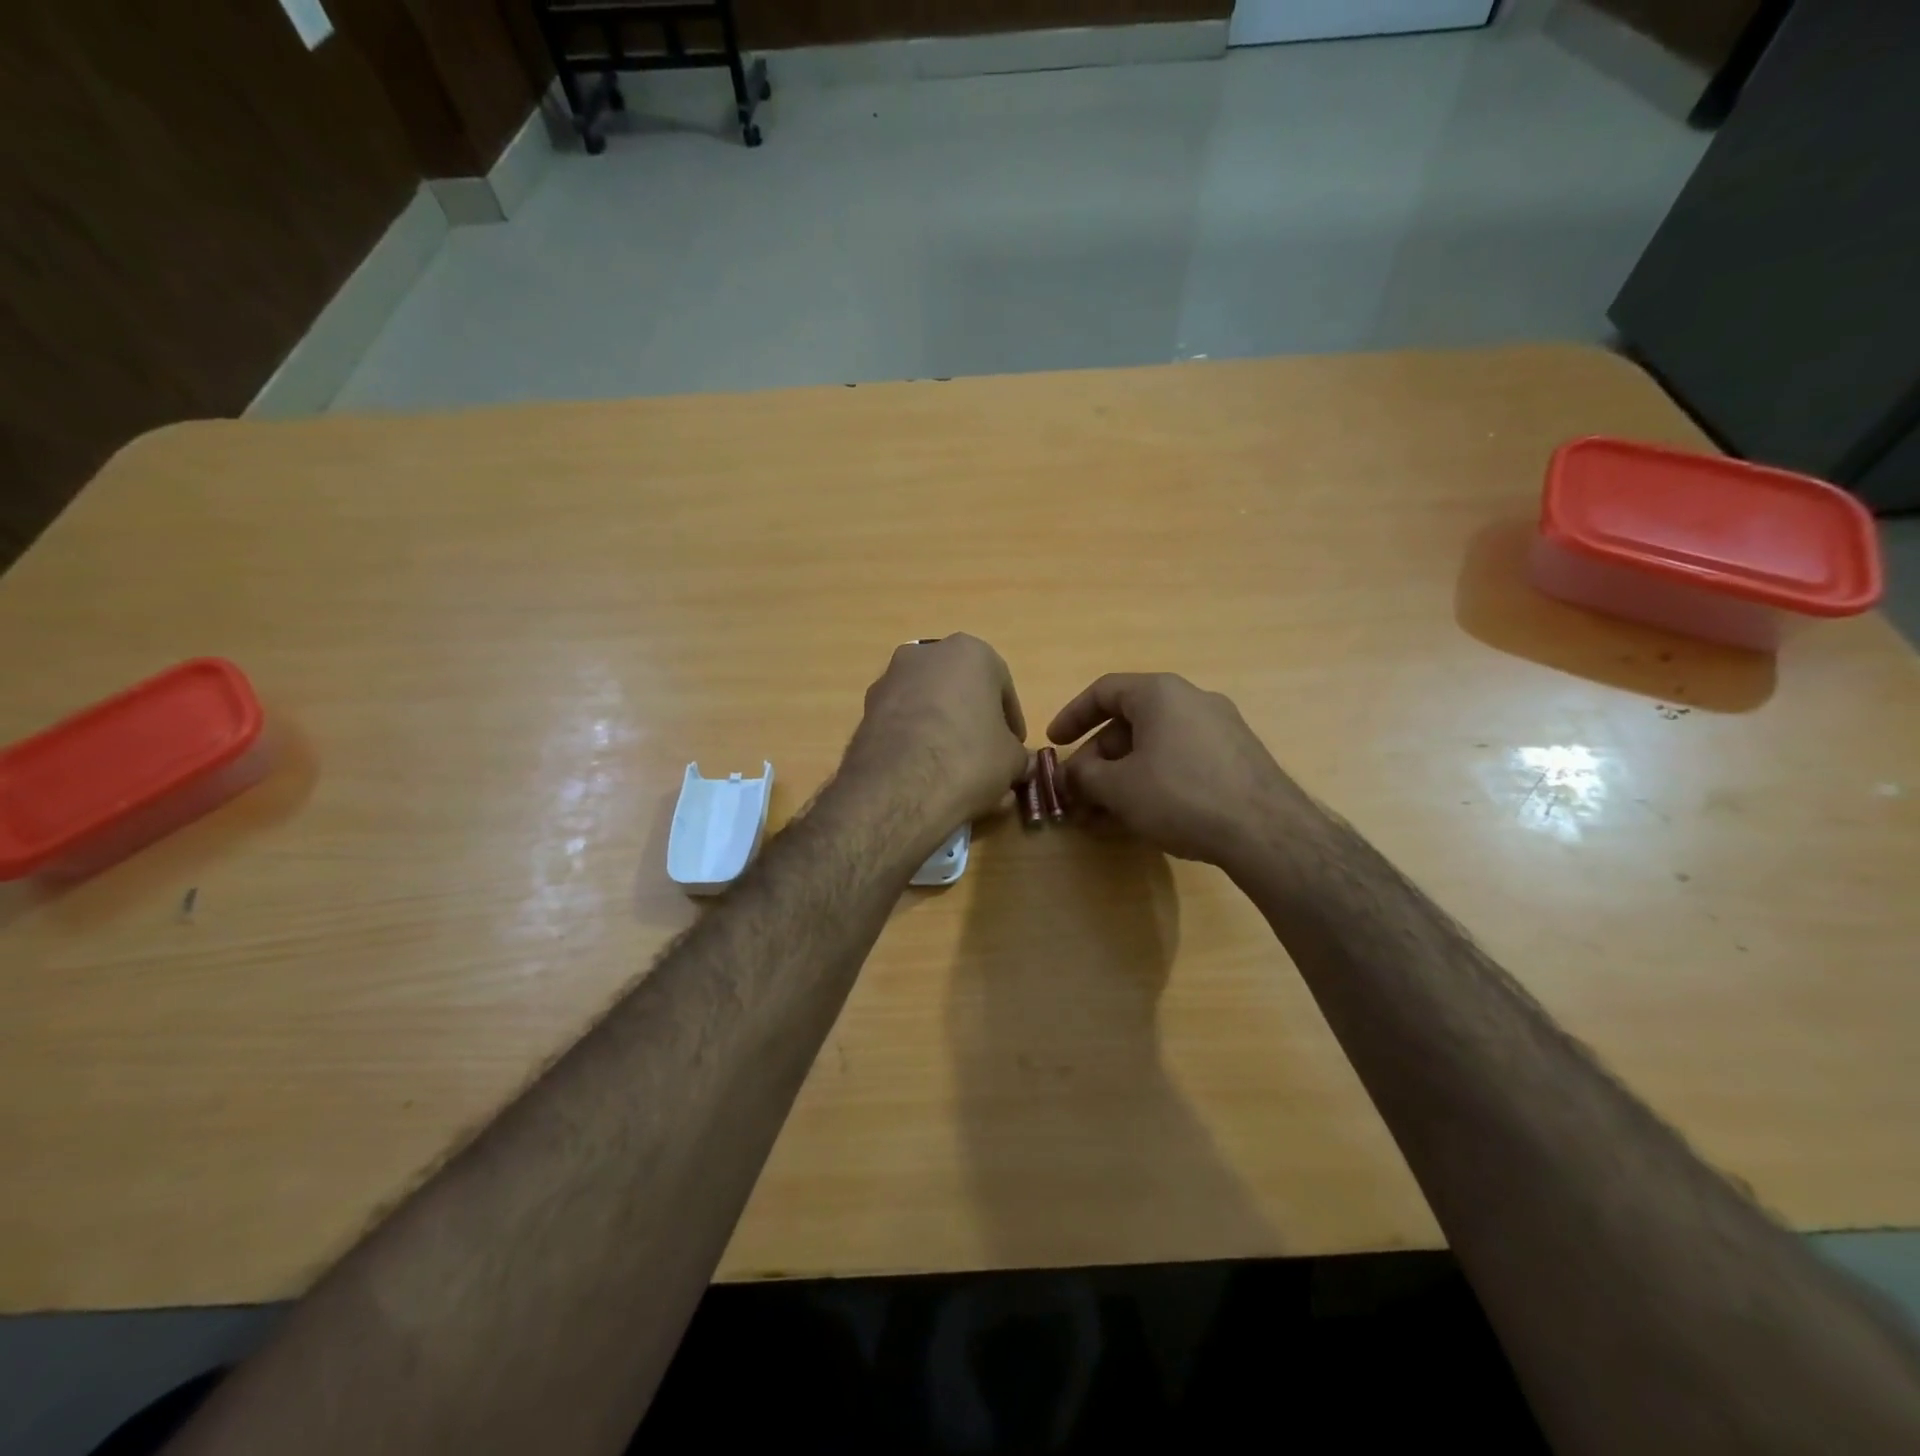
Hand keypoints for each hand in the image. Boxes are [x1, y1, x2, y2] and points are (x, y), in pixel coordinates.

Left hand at [841, 635, 1029, 835]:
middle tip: (984, 755)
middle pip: (960, 690)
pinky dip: (915, 740)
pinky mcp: (866, 709)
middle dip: (973, 720)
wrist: (899, 787)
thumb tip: (1016, 763)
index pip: (1002, 687)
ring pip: (928, 704)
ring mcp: (890, 679)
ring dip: (942, 729)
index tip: (1013, 747)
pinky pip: (903, 722)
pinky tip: (924, 773)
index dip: (1010, 721)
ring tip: (953, 769)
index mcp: (971, 652)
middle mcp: (926, 654)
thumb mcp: (1011, 761)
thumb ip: (1017, 754)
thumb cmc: (969, 758)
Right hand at [1048, 673, 1314, 871]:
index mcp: (1160, 693)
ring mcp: (1220, 729)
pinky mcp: (1237, 758)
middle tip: (1080, 792)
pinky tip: (1144, 817)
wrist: (1266, 831)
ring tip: (1105, 814)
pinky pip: (1182, 761)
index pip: (1104, 691)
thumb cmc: (1181, 795)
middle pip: (1130, 723)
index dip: (1073, 716)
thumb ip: (1085, 775)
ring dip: (1123, 776)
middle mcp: (1192, 700)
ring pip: (1156, 746)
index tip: (1055, 743)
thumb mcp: (1118, 787)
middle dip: (1098, 759)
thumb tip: (1071, 776)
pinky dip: (1155, 781)